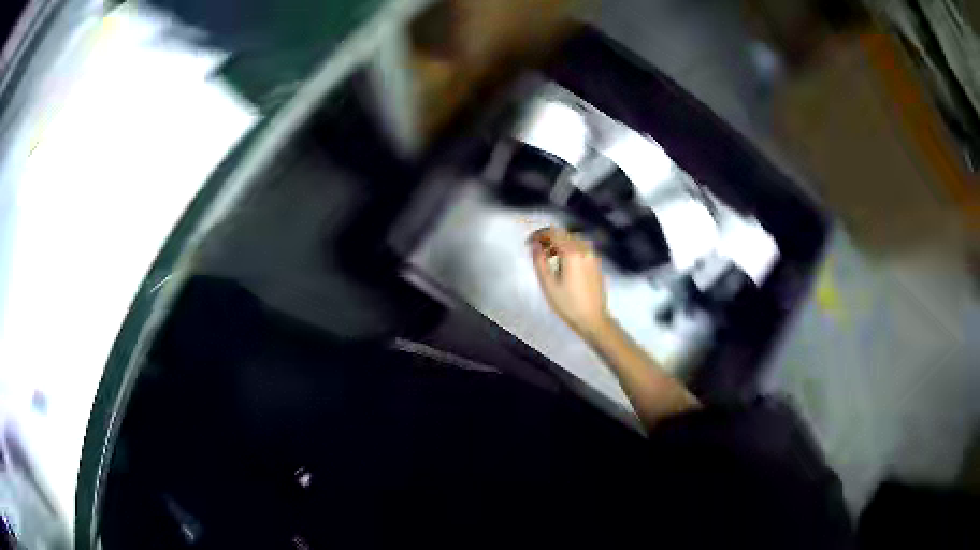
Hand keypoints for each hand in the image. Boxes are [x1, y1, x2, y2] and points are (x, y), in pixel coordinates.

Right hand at [529, 227, 610, 340]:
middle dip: (549, 238)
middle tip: (537, 250)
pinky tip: (564, 263)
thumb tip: (535, 245)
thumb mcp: (548, 284)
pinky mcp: (596, 263)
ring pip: (574, 239)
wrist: (593, 318)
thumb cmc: (568, 303)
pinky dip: (570, 249)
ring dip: (560, 243)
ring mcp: (593, 256)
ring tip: (550, 257)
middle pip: (564, 234)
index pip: (553, 233)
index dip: (539, 235)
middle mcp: (584, 249)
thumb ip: (539, 261)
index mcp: (572, 253)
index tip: (529, 243)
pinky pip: (582, 248)